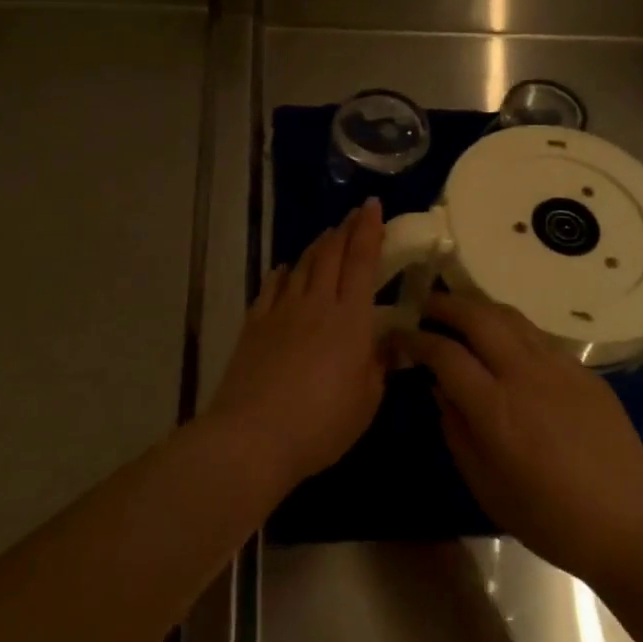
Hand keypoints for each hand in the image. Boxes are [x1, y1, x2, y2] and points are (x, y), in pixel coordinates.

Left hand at [205, 199, 388, 490]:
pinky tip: (286, 268)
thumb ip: (379, 366)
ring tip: (327, 234)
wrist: (254, 436)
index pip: (362, 260)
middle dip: (345, 229)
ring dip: (317, 245)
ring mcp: (282, 310)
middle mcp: (317, 303)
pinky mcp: (256, 323)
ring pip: (303, 265)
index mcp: (351, 319)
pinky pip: (272, 286)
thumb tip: (387, 343)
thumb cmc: (321, 424)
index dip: (369, 229)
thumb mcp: (366, 402)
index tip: (373, 205)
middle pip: (331, 254)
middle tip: (353, 214)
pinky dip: (283, 272)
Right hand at [395, 293, 642, 589]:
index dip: (416, 339)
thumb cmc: (551, 519)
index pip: (444, 354)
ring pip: (510, 316)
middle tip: (425, 305)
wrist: (632, 524)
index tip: (398, 336)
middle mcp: (524, 374)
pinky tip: (504, 341)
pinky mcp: (583, 369)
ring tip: (460, 311)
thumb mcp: (487, 487)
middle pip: (477, 316)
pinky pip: (536, 334)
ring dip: (478, 306)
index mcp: (495, 408)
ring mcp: (558, 366)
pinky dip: (510, 326)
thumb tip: (441, 390)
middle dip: (445, 304)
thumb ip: (456, 432)